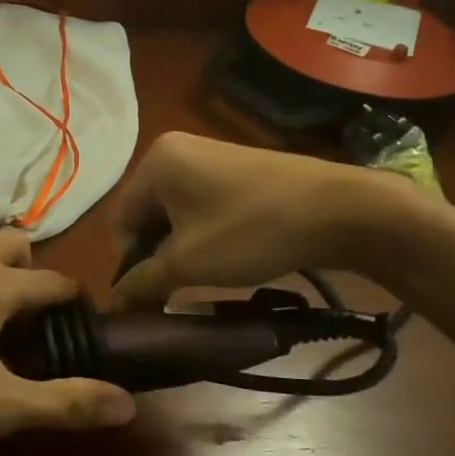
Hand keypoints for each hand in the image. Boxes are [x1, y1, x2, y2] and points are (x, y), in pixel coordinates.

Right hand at [109, 132, 421, 309]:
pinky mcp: (237, 170)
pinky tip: (224, 258)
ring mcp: (210, 157)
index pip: (120, 221)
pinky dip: (203, 235)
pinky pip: (202, 206)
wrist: (340, 210)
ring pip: (176, 214)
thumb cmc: (249, 231)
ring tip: (201, 279)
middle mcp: (176, 150)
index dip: (129, 264)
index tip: (149, 297)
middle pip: (146, 215)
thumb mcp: (188, 263)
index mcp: (155, 162)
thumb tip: (114, 305)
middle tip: (173, 293)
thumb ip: (142, 283)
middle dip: (155, 257)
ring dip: (180, 249)